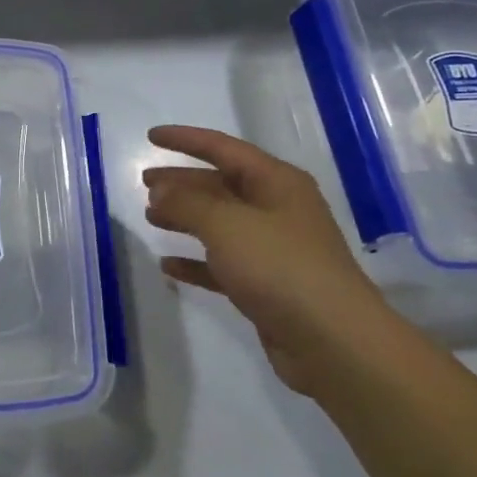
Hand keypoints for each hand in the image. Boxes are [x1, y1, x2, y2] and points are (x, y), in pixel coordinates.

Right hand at [143, 125, 392, 393]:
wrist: (332, 340)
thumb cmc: (280, 267)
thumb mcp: (226, 224)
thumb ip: (187, 202)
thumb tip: (161, 190)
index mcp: (276, 183)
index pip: (224, 149)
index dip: (186, 140)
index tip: (151, 136)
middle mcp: (277, 210)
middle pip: (221, 185)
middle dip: (182, 182)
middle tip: (145, 183)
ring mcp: (273, 249)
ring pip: (219, 224)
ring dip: (185, 218)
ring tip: (150, 217)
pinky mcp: (266, 286)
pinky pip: (222, 264)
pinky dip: (196, 262)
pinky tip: (168, 265)